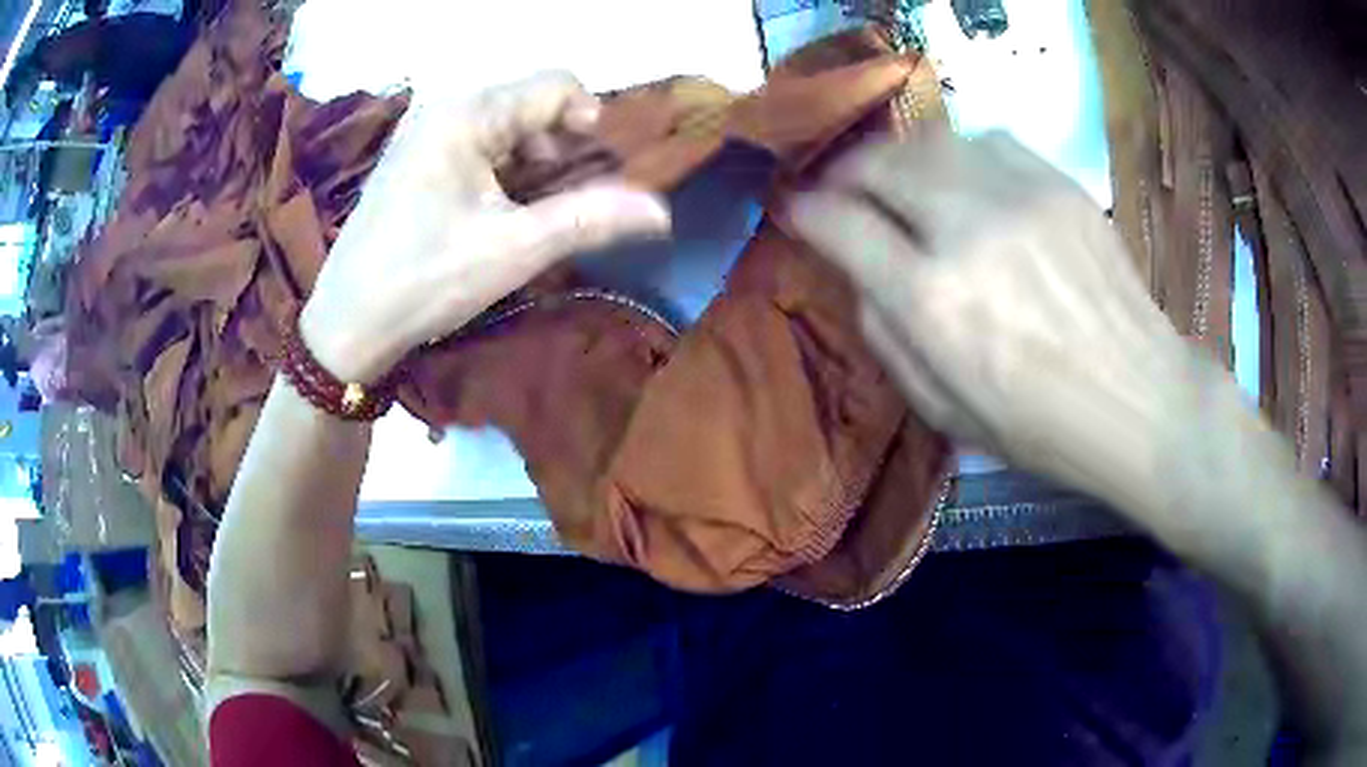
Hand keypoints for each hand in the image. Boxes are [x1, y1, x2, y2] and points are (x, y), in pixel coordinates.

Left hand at [301, 72, 671, 383]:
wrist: (347, 323)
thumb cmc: (426, 280)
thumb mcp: (515, 249)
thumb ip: (590, 219)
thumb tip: (661, 211)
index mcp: (468, 113)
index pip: (555, 84)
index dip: (588, 120)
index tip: (592, 171)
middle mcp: (445, 106)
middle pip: (529, 101)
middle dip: (556, 144)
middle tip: (556, 201)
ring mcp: (423, 129)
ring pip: (503, 122)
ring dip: (529, 158)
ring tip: (523, 211)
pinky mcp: (412, 155)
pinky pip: (474, 140)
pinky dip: (499, 166)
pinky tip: (489, 209)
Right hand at [789, 131, 1216, 514]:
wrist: (1140, 401)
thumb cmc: (1041, 426)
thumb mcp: (943, 411)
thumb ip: (885, 336)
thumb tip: (859, 272)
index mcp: (933, 300)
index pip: (841, 224)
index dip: (805, 210)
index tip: (793, 208)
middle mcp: (968, 230)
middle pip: (879, 163)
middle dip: (846, 172)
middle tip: (845, 191)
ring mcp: (1019, 196)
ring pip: (931, 140)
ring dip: (901, 159)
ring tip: (904, 185)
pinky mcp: (1059, 184)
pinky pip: (988, 140)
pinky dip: (961, 155)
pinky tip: (969, 182)